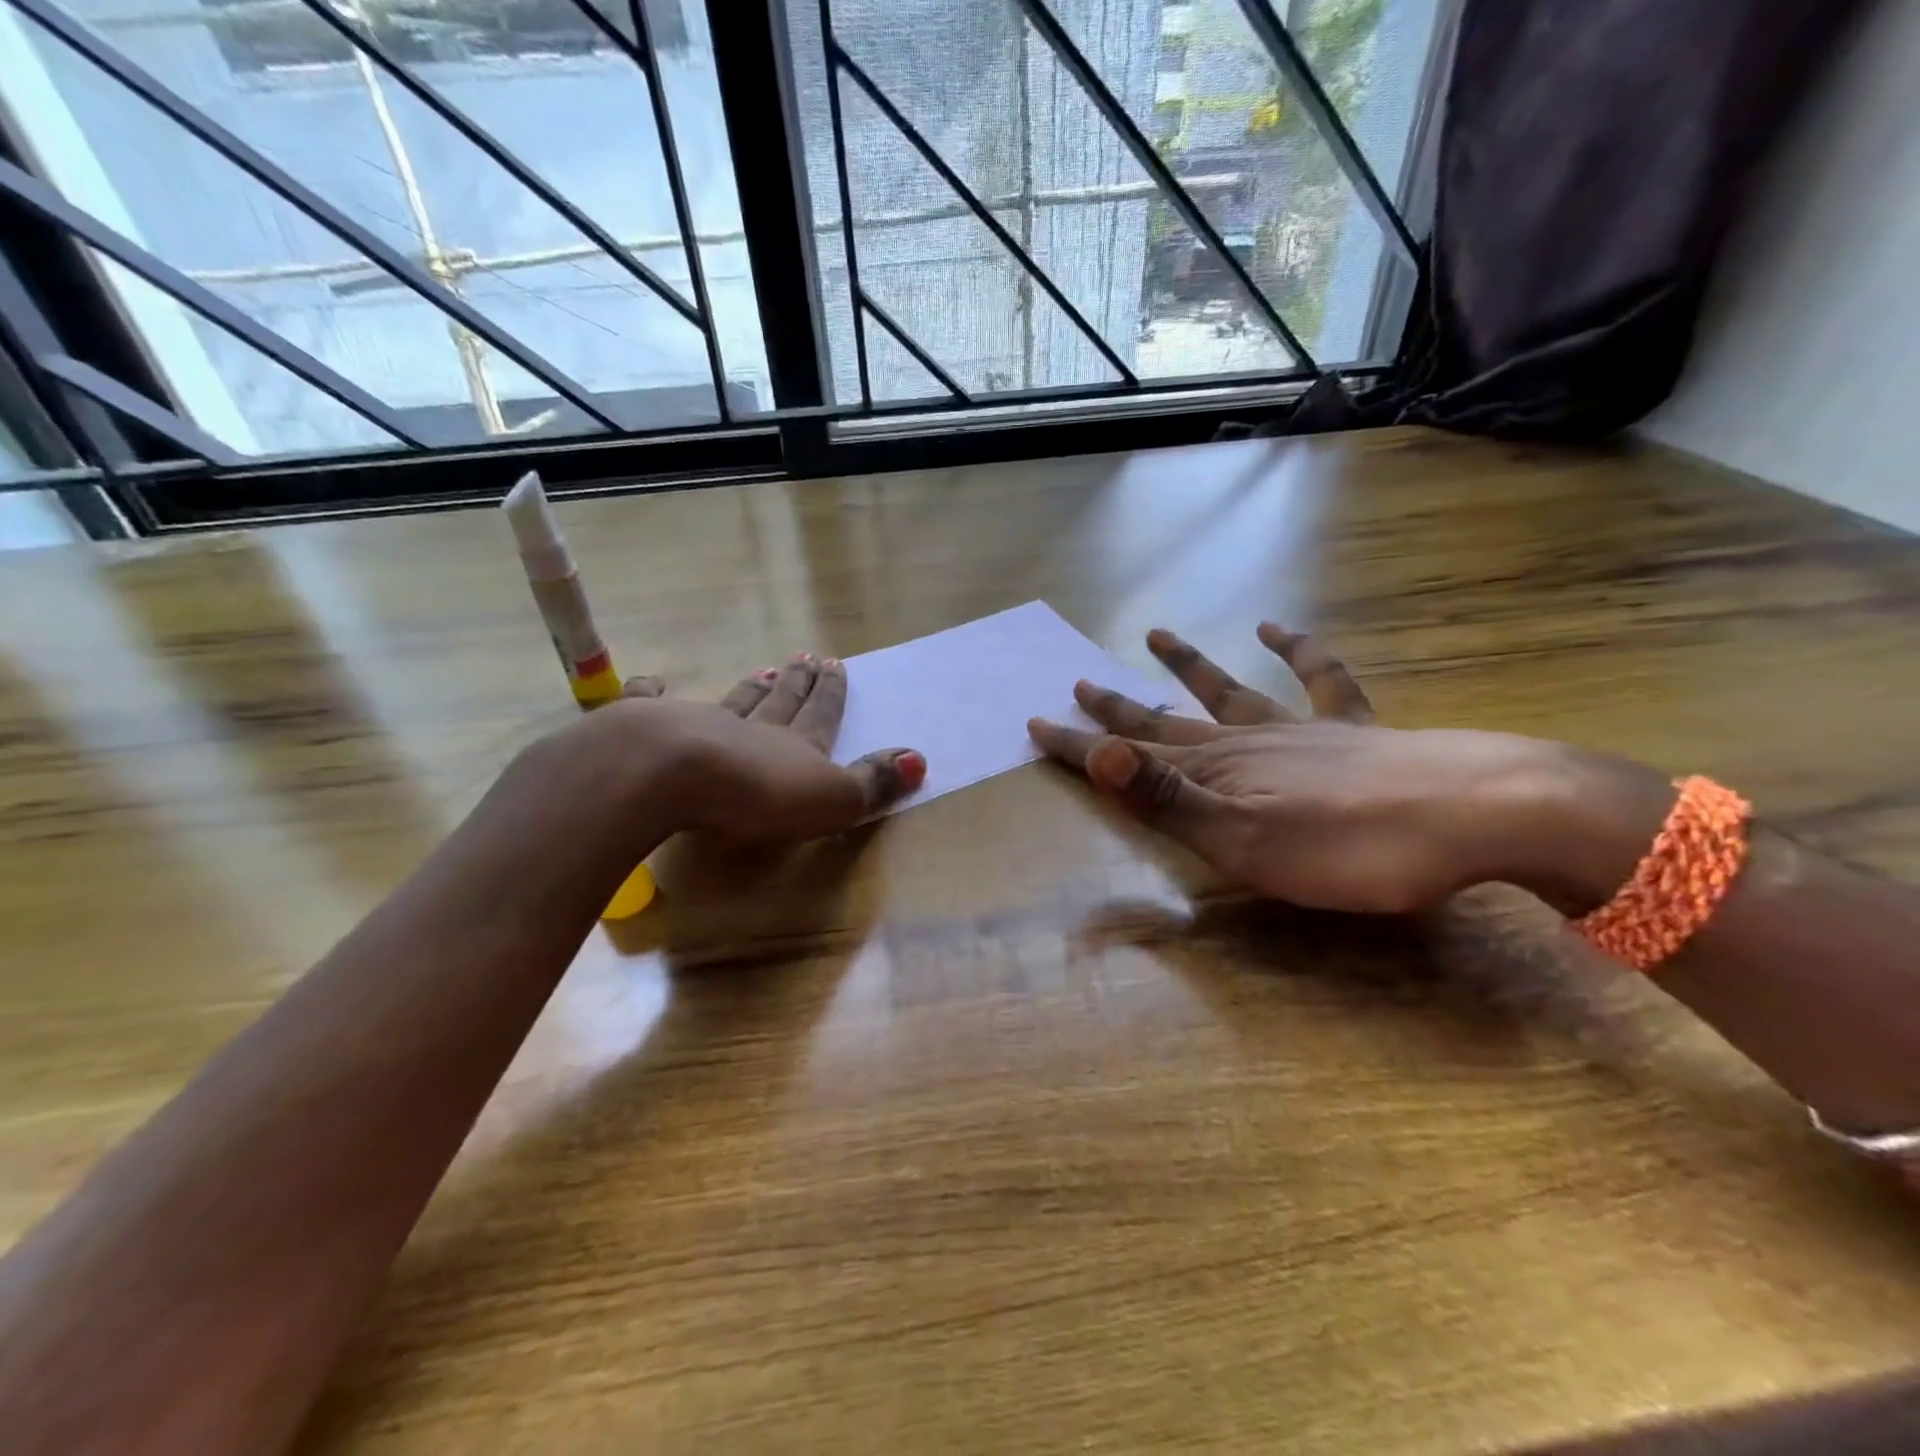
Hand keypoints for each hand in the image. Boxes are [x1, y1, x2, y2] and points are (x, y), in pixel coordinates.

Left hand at [578, 653, 924, 844]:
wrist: (673, 775)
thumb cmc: (760, 793)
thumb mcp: (833, 797)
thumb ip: (874, 781)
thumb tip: (921, 758)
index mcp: (796, 745)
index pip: (821, 714)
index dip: (831, 693)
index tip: (837, 665)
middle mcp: (752, 728)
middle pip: (781, 700)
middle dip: (798, 682)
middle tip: (805, 658)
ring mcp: (699, 725)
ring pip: (732, 702)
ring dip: (751, 688)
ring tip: (764, 671)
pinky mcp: (647, 729)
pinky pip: (651, 704)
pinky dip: (653, 693)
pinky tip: (654, 681)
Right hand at [1029, 624, 1615, 914]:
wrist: (1473, 813)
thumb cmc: (1347, 846)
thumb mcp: (1241, 839)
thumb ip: (1166, 798)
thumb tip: (1096, 754)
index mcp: (1214, 775)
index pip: (1127, 758)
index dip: (1078, 746)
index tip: (1035, 725)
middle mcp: (1245, 743)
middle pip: (1167, 721)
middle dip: (1117, 709)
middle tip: (1078, 683)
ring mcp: (1298, 729)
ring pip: (1229, 691)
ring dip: (1190, 667)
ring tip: (1156, 634)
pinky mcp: (1351, 728)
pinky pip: (1318, 679)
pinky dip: (1297, 651)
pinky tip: (1277, 627)